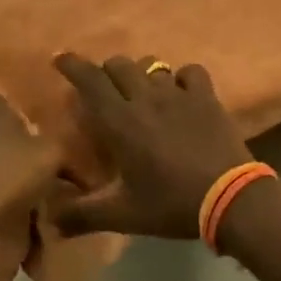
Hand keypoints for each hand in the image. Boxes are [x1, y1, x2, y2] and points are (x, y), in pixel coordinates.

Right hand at [51, 54, 253, 240]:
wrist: (231, 199)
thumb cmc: (171, 204)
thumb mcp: (122, 215)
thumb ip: (82, 215)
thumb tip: (49, 221)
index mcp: (119, 121)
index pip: (89, 80)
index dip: (72, 64)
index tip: (59, 58)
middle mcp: (145, 98)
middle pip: (118, 65)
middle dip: (106, 71)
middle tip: (104, 89)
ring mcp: (178, 94)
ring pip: (152, 64)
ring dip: (140, 73)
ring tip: (140, 90)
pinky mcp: (206, 97)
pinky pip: (190, 72)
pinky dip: (181, 78)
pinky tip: (181, 93)